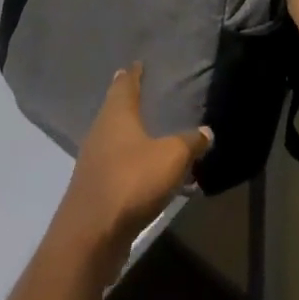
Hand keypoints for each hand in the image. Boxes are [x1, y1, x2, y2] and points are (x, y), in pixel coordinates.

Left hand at [52, 64, 211, 276]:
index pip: (124, 84)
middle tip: (144, 91)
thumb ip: (190, 142)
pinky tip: (145, 171)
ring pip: (114, 138)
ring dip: (130, 134)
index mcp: (116, 114)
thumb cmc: (131, 181)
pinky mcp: (94, 190)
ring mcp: (94, 162)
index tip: (138, 63)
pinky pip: (116, 166)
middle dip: (128, 100)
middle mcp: (100, 131)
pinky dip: (130, 162)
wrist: (91, 235)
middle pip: (115, 109)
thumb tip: (206, 131)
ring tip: (149, 130)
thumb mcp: (171, 157)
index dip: (133, 73)